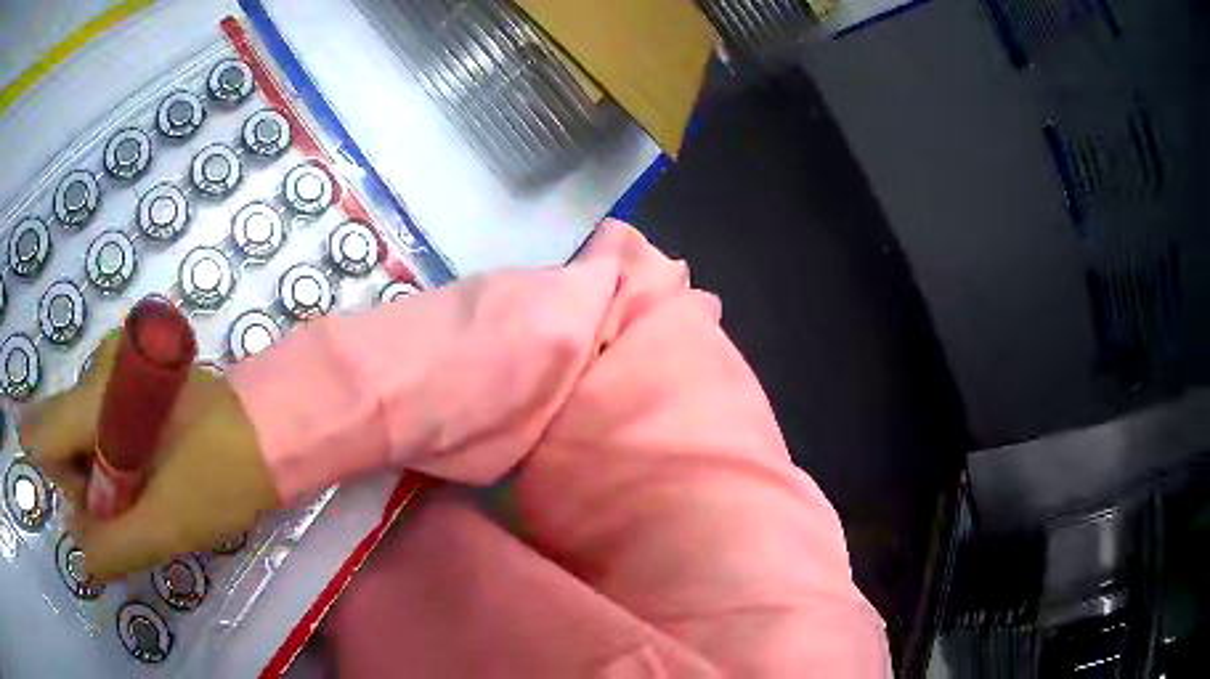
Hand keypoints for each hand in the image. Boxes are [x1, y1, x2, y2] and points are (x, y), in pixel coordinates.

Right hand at [19, 334, 279, 580]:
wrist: (274, 431)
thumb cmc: (219, 477)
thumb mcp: (163, 526)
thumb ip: (112, 546)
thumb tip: (78, 554)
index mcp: (99, 391)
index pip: (47, 433)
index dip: (62, 482)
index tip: (90, 511)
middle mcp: (100, 365)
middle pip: (62, 434)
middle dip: (86, 484)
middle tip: (129, 506)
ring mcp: (118, 366)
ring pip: (81, 433)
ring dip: (103, 475)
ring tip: (144, 491)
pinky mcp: (134, 378)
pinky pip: (101, 424)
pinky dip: (114, 459)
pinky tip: (145, 473)